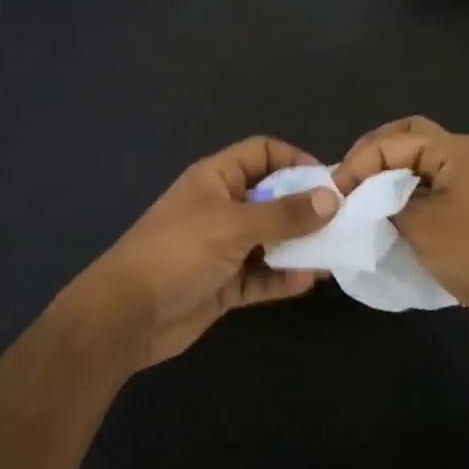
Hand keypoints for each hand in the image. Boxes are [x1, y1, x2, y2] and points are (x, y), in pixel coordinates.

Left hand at [76, 136, 337, 368]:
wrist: (127, 315)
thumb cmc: (178, 252)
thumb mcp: (233, 225)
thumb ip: (284, 214)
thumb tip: (331, 198)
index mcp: (216, 179)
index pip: (262, 153)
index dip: (294, 160)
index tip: (326, 182)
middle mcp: (222, 207)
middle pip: (271, 197)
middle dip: (305, 207)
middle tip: (341, 221)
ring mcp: (222, 247)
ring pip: (270, 239)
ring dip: (298, 246)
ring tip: (331, 254)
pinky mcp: (224, 283)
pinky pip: (260, 275)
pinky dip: (281, 278)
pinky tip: (305, 282)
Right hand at [335, 117, 468, 342]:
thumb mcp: (420, 226)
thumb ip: (383, 204)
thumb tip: (360, 199)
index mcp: (452, 150)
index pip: (391, 142)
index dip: (358, 163)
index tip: (335, 193)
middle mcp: (462, 154)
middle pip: (407, 136)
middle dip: (373, 153)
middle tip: (348, 179)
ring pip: (419, 158)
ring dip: (388, 169)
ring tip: (361, 193)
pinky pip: (429, 181)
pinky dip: (404, 188)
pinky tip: (387, 209)